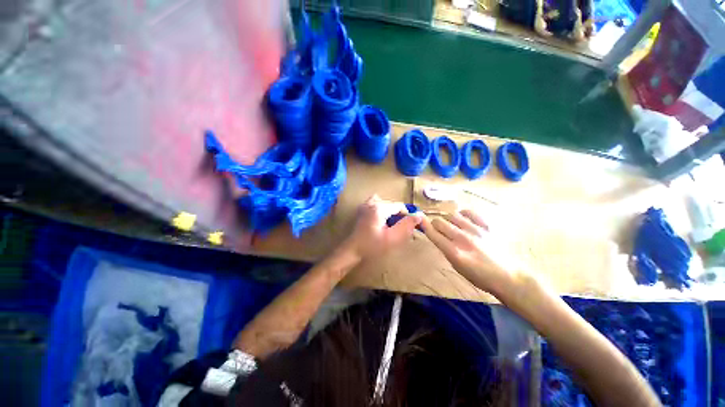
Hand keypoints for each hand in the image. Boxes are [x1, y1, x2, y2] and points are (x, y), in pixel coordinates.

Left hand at [342, 195, 422, 260]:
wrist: (352, 251)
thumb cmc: (372, 246)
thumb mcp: (392, 238)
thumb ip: (406, 226)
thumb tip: (418, 216)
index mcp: (379, 208)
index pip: (399, 206)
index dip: (406, 216)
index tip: (409, 227)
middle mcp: (372, 203)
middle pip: (392, 205)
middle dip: (398, 216)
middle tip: (398, 229)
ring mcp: (365, 205)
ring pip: (385, 204)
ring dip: (390, 213)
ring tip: (389, 226)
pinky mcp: (362, 210)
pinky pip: (376, 204)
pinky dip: (381, 211)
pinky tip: (380, 221)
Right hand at [421, 209, 529, 297]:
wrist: (508, 276)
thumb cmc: (480, 276)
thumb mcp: (457, 267)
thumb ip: (445, 250)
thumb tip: (437, 235)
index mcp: (454, 252)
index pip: (433, 233)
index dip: (424, 225)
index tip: (419, 220)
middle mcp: (463, 238)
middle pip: (440, 222)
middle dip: (435, 224)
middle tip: (438, 228)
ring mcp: (476, 230)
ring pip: (452, 215)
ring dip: (448, 219)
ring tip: (453, 225)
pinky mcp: (487, 226)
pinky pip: (470, 212)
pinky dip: (463, 214)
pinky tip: (464, 219)